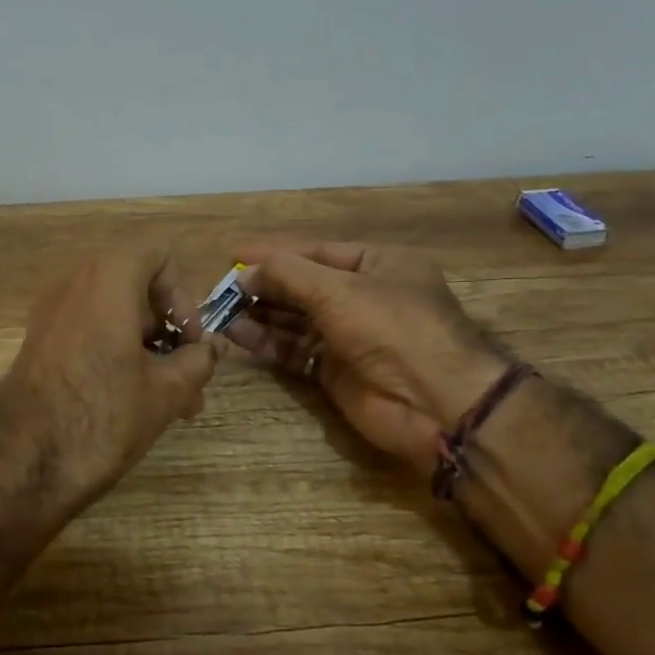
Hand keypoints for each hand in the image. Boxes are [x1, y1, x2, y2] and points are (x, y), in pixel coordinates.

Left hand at [0, 248, 224, 515]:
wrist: (23, 461)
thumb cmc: (103, 415)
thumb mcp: (166, 391)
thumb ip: (198, 361)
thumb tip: (212, 348)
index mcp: (107, 279)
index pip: (158, 255)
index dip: (183, 294)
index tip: (189, 341)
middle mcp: (74, 284)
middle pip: (136, 288)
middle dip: (168, 331)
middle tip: (188, 378)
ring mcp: (50, 313)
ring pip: (113, 317)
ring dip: (146, 349)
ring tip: (171, 402)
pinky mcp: (38, 343)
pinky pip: (88, 333)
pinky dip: (115, 355)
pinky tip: (133, 403)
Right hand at [228, 242, 508, 475]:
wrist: (435, 403)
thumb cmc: (392, 329)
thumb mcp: (339, 290)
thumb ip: (287, 275)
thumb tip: (243, 272)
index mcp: (377, 264)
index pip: (315, 251)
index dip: (273, 252)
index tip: (232, 253)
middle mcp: (363, 296)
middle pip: (301, 285)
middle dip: (262, 285)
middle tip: (220, 288)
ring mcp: (348, 335)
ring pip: (293, 319)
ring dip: (258, 314)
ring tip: (219, 310)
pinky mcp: (334, 370)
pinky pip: (293, 349)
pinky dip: (266, 341)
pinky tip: (235, 334)